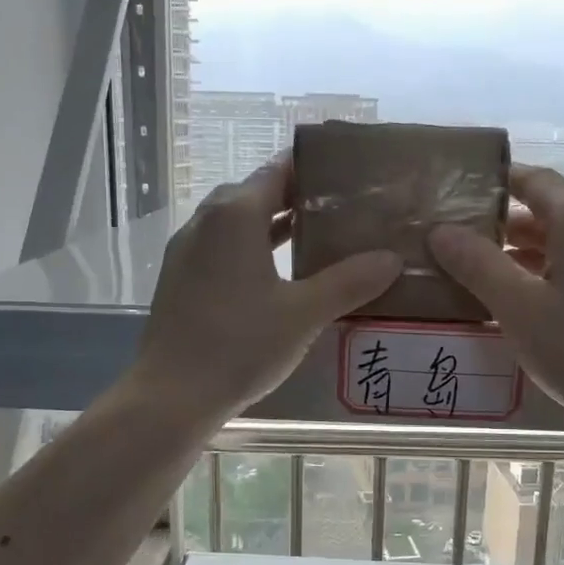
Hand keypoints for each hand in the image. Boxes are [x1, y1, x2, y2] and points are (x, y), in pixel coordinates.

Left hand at [134, 156, 401, 422]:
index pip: (278, 170)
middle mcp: (205, 222)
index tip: (348, 174)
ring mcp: (187, 251)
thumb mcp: (304, 313)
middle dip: (296, 197)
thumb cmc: (240, 345)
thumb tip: (392, 259)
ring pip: (237, 223)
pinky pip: (222, 249)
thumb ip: (349, 282)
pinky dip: (252, 250)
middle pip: (255, 193)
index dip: (313, 168)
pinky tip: (278, 276)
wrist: (172, 396)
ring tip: (317, 238)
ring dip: (273, 225)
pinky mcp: (180, 280)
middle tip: (341, 209)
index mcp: (234, 215)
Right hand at [428, 165, 563, 440]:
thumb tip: (441, 230)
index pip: (535, 179)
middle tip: (460, 240)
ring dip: (527, 252)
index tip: (458, 190)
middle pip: (553, 210)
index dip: (496, 181)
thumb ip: (477, 265)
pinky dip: (553, 272)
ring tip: (484, 274)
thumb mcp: (518, 309)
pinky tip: (530, 304)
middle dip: (505, 223)